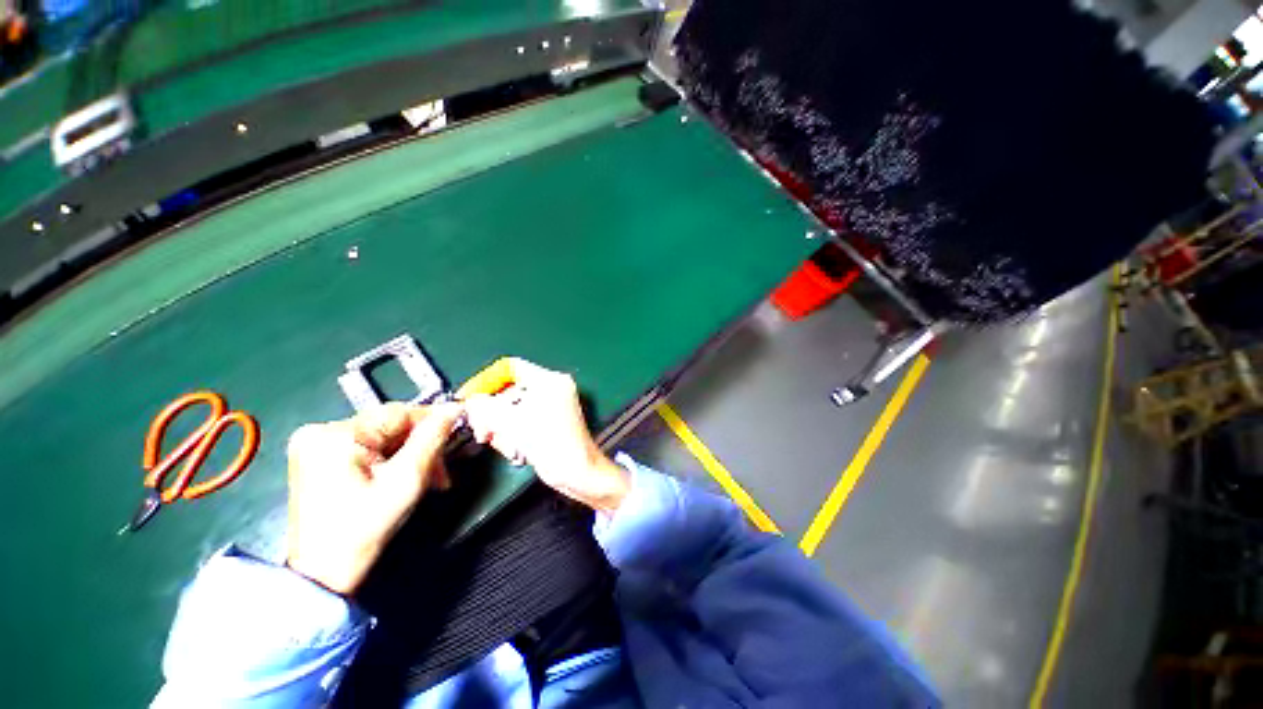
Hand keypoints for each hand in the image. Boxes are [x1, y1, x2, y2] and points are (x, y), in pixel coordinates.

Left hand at [284, 402, 463, 594]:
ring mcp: (316, 445)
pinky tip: (402, 478)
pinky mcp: (319, 458)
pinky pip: (369, 448)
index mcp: (336, 435)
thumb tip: (453, 409)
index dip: (433, 423)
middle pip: (391, 426)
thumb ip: (432, 439)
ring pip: (384, 438)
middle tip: (440, 473)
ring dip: (410, 456)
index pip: (400, 412)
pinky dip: (391, 461)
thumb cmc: (364, 529)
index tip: (456, 438)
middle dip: (421, 447)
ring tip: (426, 480)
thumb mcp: (406, 481)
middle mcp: (320, 431)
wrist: (321, 576)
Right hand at [464, 359, 628, 513]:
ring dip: (502, 429)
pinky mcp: (549, 423)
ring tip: (508, 447)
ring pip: (513, 410)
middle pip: (509, 392)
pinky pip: (522, 422)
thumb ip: (485, 407)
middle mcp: (552, 389)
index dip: (486, 380)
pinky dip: (514, 435)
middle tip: (483, 433)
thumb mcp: (512, 422)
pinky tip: (517, 451)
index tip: (468, 397)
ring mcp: (552, 406)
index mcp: (549, 380)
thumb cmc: (550, 443)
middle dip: (492, 414)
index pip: (510, 368)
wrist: (577, 472)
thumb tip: (470, 400)